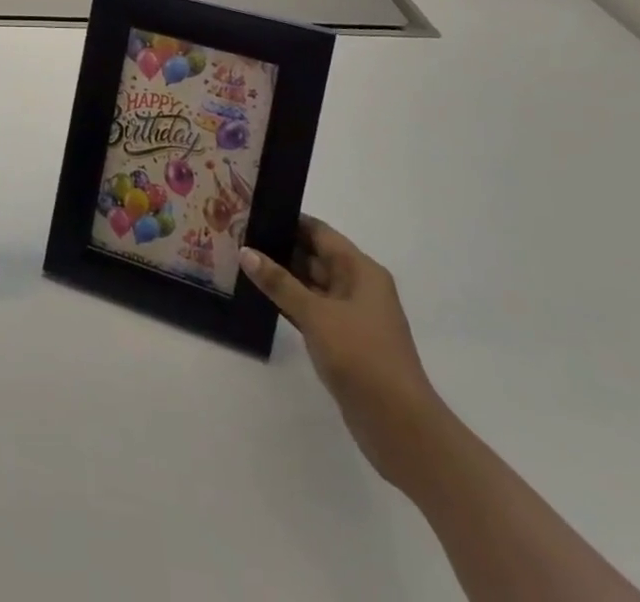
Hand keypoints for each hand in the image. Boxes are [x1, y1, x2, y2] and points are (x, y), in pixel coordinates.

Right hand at [242, 216, 449, 489]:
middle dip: (279, 247)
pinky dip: (289, 303)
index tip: (252, 212)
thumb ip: (280, 283)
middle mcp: (357, 287)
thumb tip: (246, 251)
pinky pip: (310, 311)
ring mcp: (351, 316)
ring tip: (241, 262)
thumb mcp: (316, 315)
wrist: (401, 428)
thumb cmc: (362, 357)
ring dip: (281, 277)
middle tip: (238, 236)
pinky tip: (260, 298)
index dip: (288, 220)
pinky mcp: (343, 342)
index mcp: (360, 270)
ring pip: (310, 285)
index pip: (319, 232)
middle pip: (314, 256)